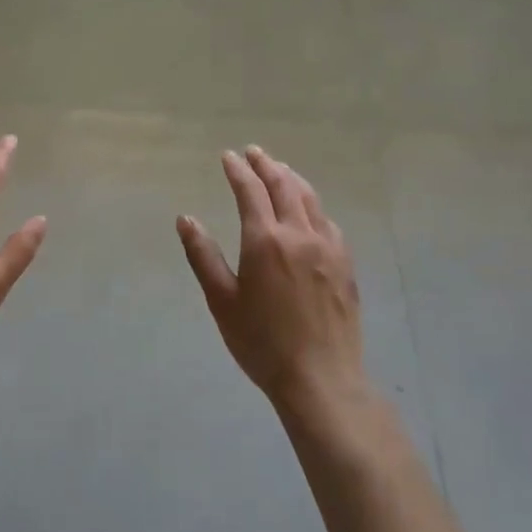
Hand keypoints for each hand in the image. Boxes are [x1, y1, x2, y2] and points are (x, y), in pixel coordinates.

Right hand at [176, 146, 365, 416]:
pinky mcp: (345, 264)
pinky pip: (328, 221)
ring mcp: (327, 248)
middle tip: (254, 153)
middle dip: (266, 165)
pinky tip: (310, 209)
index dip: (238, 170)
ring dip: (292, 179)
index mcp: (265, 241)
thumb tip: (186, 219)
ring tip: (280, 169)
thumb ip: (203, 256)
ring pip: (310, 199)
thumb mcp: (222, 301)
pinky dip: (313, 205)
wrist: (321, 378)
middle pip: (283, 186)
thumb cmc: (262, 342)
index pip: (250, 191)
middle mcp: (299, 234)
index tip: (228, 157)